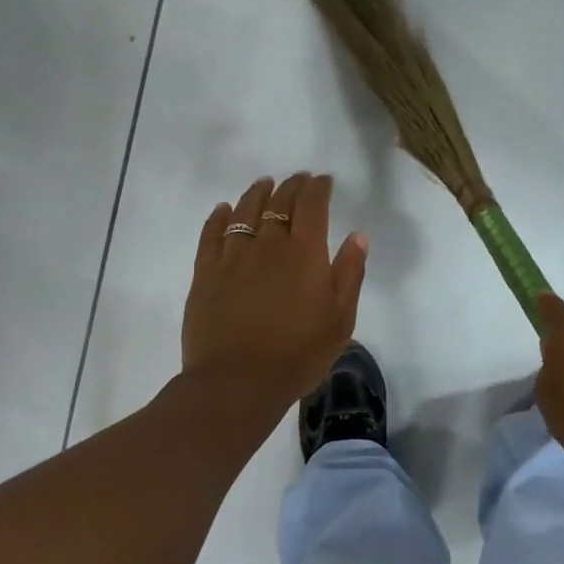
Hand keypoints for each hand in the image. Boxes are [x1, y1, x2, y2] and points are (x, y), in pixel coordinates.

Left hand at [180, 173, 368, 432]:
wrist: (238, 383)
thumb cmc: (298, 353)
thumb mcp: (340, 318)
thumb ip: (350, 272)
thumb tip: (357, 236)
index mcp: (305, 252)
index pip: (312, 205)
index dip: (318, 188)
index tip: (323, 180)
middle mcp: (269, 244)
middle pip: (279, 202)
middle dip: (292, 186)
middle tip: (298, 179)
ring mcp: (233, 256)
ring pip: (245, 211)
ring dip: (257, 193)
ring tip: (264, 183)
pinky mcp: (206, 273)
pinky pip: (211, 235)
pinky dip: (218, 218)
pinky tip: (223, 210)